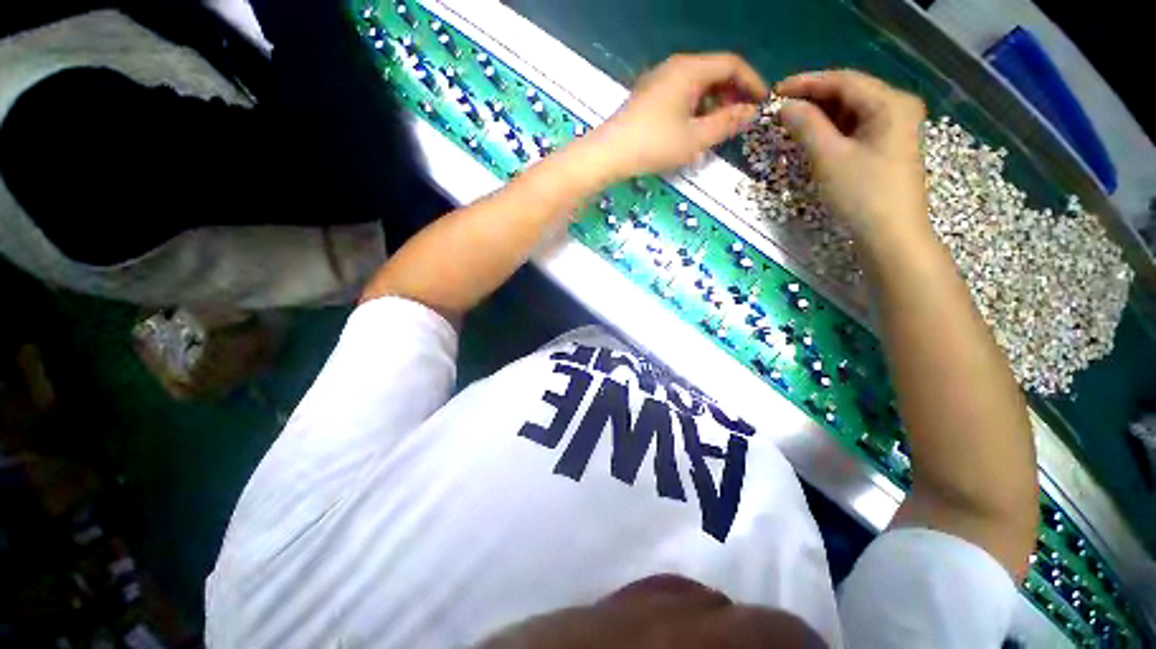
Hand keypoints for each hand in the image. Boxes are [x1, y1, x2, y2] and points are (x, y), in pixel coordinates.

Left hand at [586, 53, 768, 183]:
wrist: (609, 154)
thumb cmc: (654, 144)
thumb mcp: (696, 137)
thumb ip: (727, 123)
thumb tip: (752, 112)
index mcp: (690, 69)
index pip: (732, 64)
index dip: (751, 82)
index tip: (762, 104)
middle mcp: (675, 67)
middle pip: (714, 73)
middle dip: (732, 96)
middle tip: (739, 121)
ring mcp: (658, 81)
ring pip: (696, 87)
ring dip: (712, 106)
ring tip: (717, 131)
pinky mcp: (648, 97)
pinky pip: (680, 97)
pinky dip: (694, 111)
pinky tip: (693, 133)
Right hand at [776, 70, 929, 252]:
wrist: (890, 235)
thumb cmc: (862, 194)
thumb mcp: (829, 157)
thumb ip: (806, 126)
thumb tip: (785, 106)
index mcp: (890, 103)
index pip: (843, 81)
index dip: (807, 83)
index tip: (775, 91)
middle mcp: (896, 107)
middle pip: (849, 93)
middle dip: (813, 98)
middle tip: (779, 108)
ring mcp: (894, 127)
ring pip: (851, 111)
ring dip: (820, 115)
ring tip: (790, 122)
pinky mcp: (886, 146)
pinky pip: (855, 128)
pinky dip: (831, 130)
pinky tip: (812, 136)